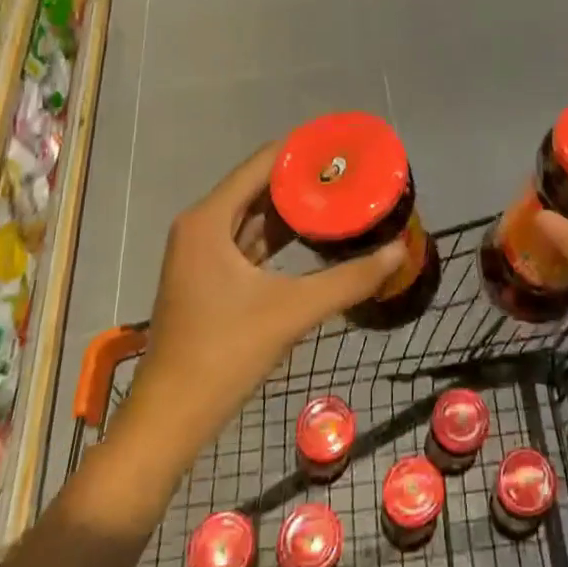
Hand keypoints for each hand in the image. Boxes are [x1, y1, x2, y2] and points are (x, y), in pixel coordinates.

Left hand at [111, 142, 404, 455]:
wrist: (169, 421)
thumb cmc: (223, 355)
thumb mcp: (292, 311)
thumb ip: (348, 279)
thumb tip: (398, 251)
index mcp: (210, 219)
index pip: (263, 163)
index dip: (303, 150)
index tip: (344, 145)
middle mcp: (202, 226)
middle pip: (259, 185)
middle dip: (305, 178)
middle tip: (352, 172)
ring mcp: (202, 253)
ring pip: (255, 215)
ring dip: (295, 207)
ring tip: (342, 195)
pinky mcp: (209, 278)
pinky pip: (250, 241)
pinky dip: (281, 236)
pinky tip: (316, 235)